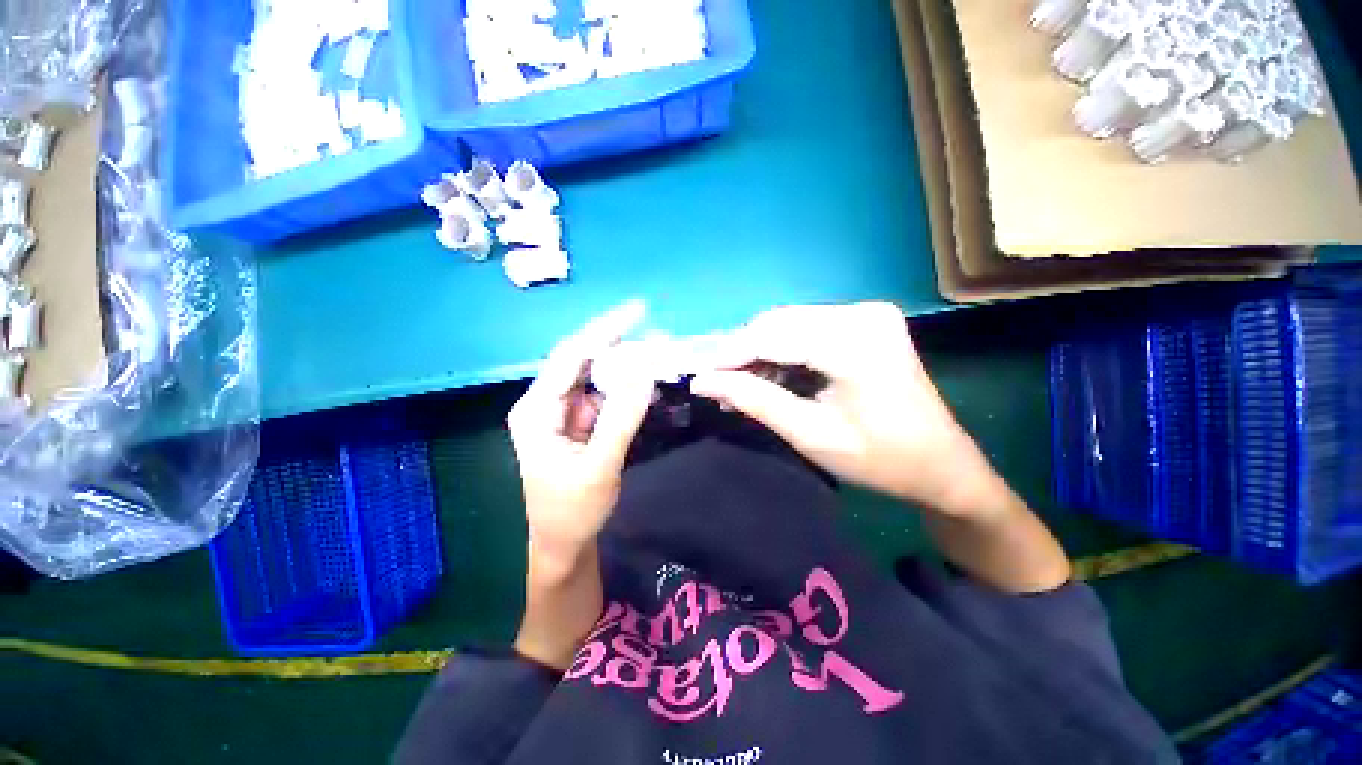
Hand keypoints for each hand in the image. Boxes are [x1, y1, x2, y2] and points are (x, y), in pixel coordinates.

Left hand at [507, 301, 657, 568]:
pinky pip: (605, 397)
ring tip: (659, 353)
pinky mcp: (580, 423)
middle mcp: (548, 403)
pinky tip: (647, 382)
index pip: (571, 355)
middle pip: (584, 360)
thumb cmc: (570, 513)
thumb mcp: (599, 467)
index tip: (639, 309)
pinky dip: (627, 388)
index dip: (604, 329)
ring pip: (597, 377)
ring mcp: (565, 413)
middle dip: (619, 343)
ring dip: (626, 365)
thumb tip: (645, 371)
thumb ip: (622, 418)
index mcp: (537, 410)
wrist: (562, 546)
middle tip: (658, 331)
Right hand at [690, 302, 1007, 517]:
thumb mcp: (810, 434)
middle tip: (720, 387)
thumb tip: (703, 382)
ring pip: (789, 324)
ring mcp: (866, 314)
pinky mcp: (866, 322)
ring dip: (760, 353)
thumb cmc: (880, 459)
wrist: (942, 466)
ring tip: (740, 387)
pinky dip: (783, 351)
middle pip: (778, 323)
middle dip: (743, 354)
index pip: (771, 335)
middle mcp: (861, 314)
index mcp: (854, 342)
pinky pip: (807, 329)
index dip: (729, 354)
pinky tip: (770, 377)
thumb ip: (754, 401)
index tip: (700, 377)